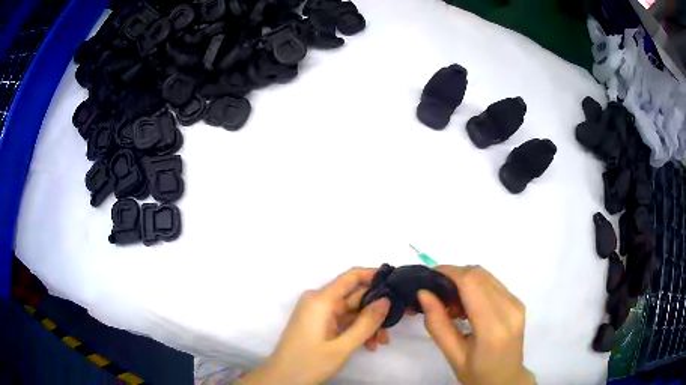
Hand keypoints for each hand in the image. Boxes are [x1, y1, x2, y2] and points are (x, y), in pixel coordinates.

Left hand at [238, 267, 390, 384]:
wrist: (282, 379)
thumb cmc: (310, 363)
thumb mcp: (343, 346)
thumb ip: (366, 322)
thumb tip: (386, 299)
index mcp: (321, 299)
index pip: (351, 276)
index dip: (375, 276)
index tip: (397, 284)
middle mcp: (319, 300)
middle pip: (354, 296)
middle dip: (375, 311)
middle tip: (393, 327)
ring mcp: (318, 312)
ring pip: (351, 310)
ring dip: (368, 324)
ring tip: (380, 342)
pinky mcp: (318, 323)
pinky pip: (342, 320)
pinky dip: (356, 330)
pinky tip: (368, 345)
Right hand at [419, 266, 534, 384]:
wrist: (506, 378)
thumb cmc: (477, 373)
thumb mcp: (452, 355)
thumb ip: (437, 324)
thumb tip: (423, 293)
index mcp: (493, 328)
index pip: (471, 283)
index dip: (449, 272)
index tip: (428, 277)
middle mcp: (509, 309)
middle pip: (479, 274)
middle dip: (454, 276)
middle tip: (437, 295)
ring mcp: (517, 303)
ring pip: (486, 275)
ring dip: (465, 281)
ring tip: (452, 305)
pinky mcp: (518, 302)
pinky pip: (493, 283)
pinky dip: (475, 286)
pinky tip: (467, 306)